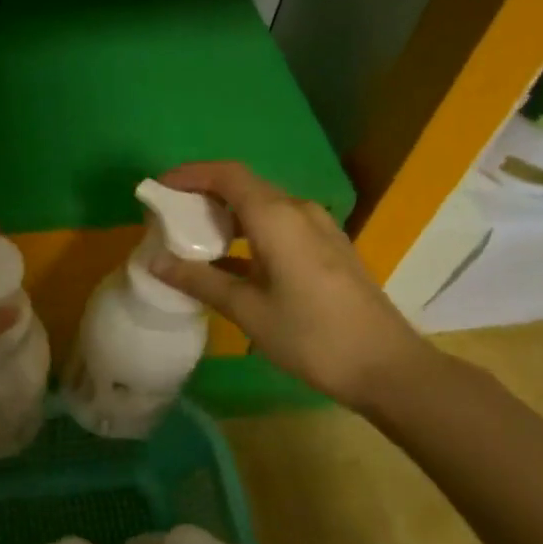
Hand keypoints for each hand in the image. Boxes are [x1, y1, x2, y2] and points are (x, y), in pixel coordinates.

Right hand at [148, 161, 437, 410]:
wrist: (388, 368)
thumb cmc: (312, 336)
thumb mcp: (247, 310)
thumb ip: (200, 280)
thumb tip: (154, 262)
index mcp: (277, 217)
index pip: (226, 175)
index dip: (189, 175)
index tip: (158, 189)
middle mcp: (299, 211)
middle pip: (243, 185)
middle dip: (203, 194)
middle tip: (169, 215)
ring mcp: (318, 229)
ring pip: (262, 205)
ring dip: (226, 214)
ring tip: (193, 238)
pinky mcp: (328, 249)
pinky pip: (279, 224)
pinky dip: (248, 231)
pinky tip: (231, 262)